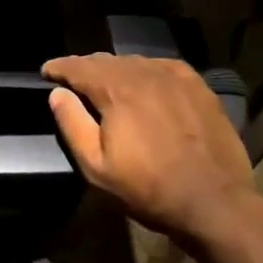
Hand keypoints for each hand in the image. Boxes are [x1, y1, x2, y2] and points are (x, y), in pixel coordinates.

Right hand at [41, 53, 259, 243]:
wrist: (215, 202)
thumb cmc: (149, 188)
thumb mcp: (97, 167)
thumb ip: (72, 124)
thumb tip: (57, 93)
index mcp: (115, 89)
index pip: (78, 66)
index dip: (58, 67)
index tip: (47, 72)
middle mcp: (143, 73)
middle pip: (105, 60)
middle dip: (85, 67)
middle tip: (73, 80)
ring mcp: (174, 77)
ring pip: (134, 62)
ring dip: (115, 69)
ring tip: (107, 83)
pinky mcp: (198, 86)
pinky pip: (162, 67)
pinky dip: (146, 71)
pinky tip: (146, 83)